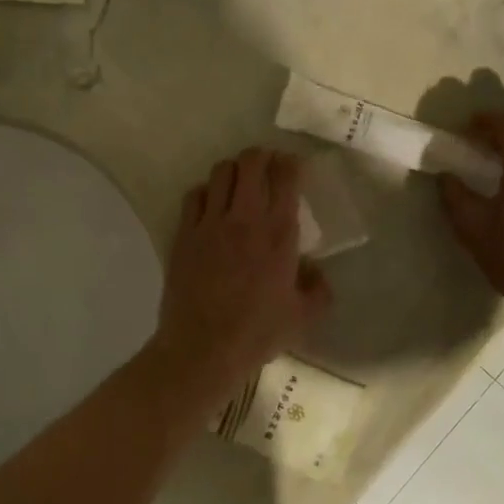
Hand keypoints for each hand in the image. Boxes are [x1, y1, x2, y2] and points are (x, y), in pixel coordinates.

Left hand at [151, 148, 331, 401]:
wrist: (203, 347)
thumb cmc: (258, 333)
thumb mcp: (304, 317)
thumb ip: (319, 289)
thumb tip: (314, 271)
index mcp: (279, 233)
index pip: (286, 178)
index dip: (290, 163)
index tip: (293, 166)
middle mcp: (245, 218)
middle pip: (250, 162)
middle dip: (261, 156)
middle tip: (266, 165)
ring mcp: (210, 223)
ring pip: (220, 172)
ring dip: (233, 170)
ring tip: (238, 182)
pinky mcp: (184, 234)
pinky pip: (194, 195)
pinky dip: (205, 191)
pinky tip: (210, 204)